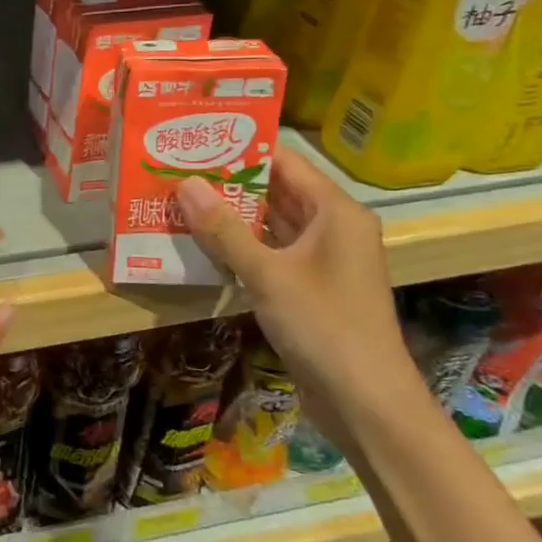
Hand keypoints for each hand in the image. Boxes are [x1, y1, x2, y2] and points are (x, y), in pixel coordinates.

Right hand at [174, 147, 416, 442]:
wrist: (365, 401)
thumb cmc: (323, 326)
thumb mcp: (267, 274)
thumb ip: (224, 229)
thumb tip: (184, 183)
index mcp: (335, 212)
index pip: (284, 162)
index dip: (241, 148)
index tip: (195, 140)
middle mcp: (332, 228)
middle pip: (276, 191)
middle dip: (228, 182)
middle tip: (175, 169)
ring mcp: (321, 259)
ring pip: (270, 223)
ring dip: (230, 216)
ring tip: (179, 199)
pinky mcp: (309, 287)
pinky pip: (270, 253)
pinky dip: (239, 246)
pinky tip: (200, 242)